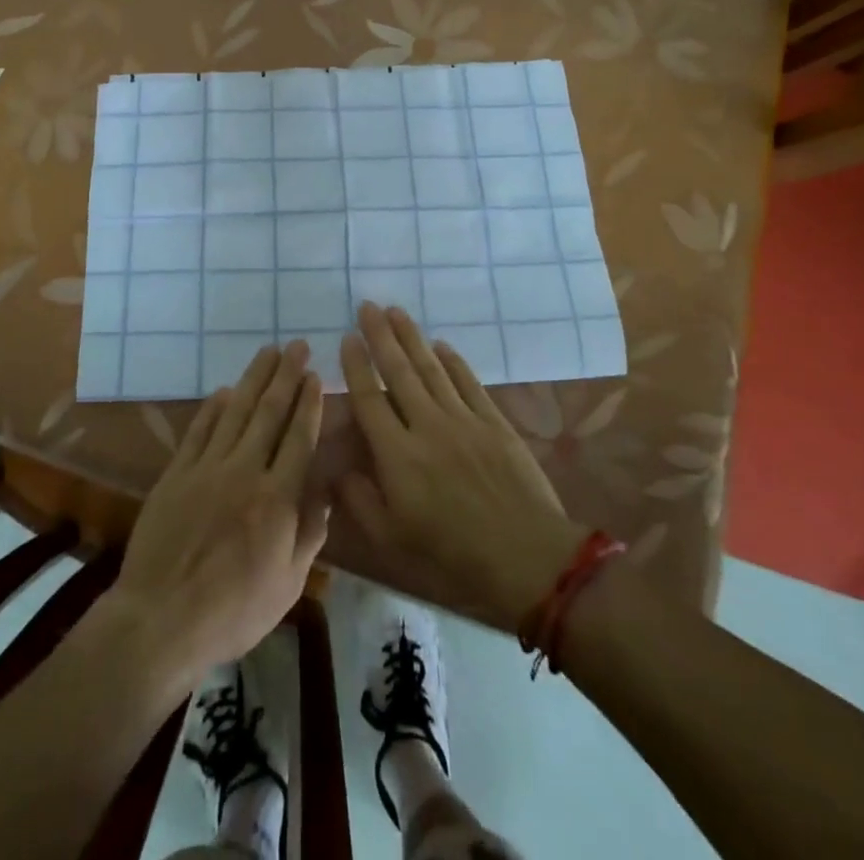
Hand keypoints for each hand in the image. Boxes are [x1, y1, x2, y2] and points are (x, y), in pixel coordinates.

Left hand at [103, 342, 327, 687]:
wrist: (160, 620)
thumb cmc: (233, 611)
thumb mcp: (287, 584)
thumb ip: (309, 533)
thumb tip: (324, 491)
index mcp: (277, 499)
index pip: (298, 438)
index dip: (308, 403)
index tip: (315, 375)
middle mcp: (245, 472)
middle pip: (269, 413)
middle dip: (285, 375)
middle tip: (296, 345)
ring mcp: (207, 468)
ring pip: (236, 411)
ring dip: (254, 378)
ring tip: (268, 352)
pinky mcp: (177, 473)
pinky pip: (199, 430)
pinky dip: (213, 406)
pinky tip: (225, 390)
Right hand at [337, 303, 585, 631]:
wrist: (526, 556)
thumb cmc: (452, 553)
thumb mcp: (392, 539)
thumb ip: (359, 501)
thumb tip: (337, 469)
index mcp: (397, 455)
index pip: (369, 399)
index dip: (356, 366)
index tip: (346, 338)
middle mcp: (427, 426)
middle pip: (399, 372)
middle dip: (380, 336)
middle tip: (368, 306)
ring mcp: (463, 420)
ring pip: (432, 368)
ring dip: (412, 338)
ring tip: (396, 311)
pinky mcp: (493, 422)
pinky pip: (468, 382)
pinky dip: (453, 361)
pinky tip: (441, 345)